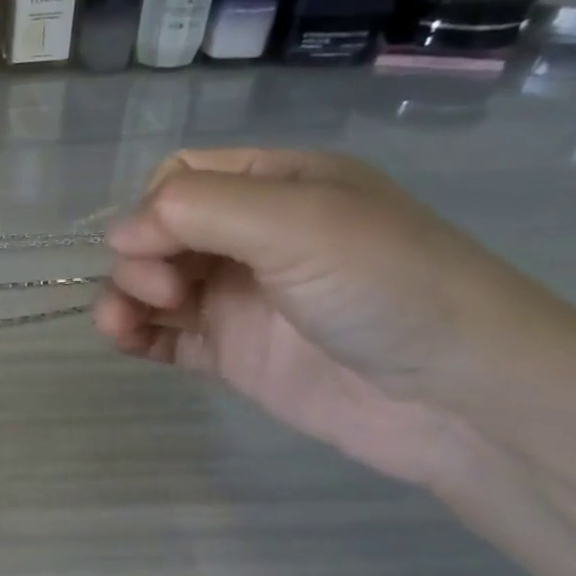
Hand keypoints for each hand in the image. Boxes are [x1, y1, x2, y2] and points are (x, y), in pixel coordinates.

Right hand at [97, 148, 552, 485]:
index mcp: (276, 186)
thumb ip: (198, 211)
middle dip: (141, 259)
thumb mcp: (297, 221)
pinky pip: (164, 336)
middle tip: (167, 294)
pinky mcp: (231, 353)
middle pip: (159, 234)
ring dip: (124, 298)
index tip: (156, 247)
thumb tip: (118, 235)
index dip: (153, 209)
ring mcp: (240, 299)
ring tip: (122, 327)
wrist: (458, 397)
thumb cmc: (385, 286)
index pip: (181, 178)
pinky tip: (126, 342)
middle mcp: (252, 238)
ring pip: (152, 286)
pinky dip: (135, 335)